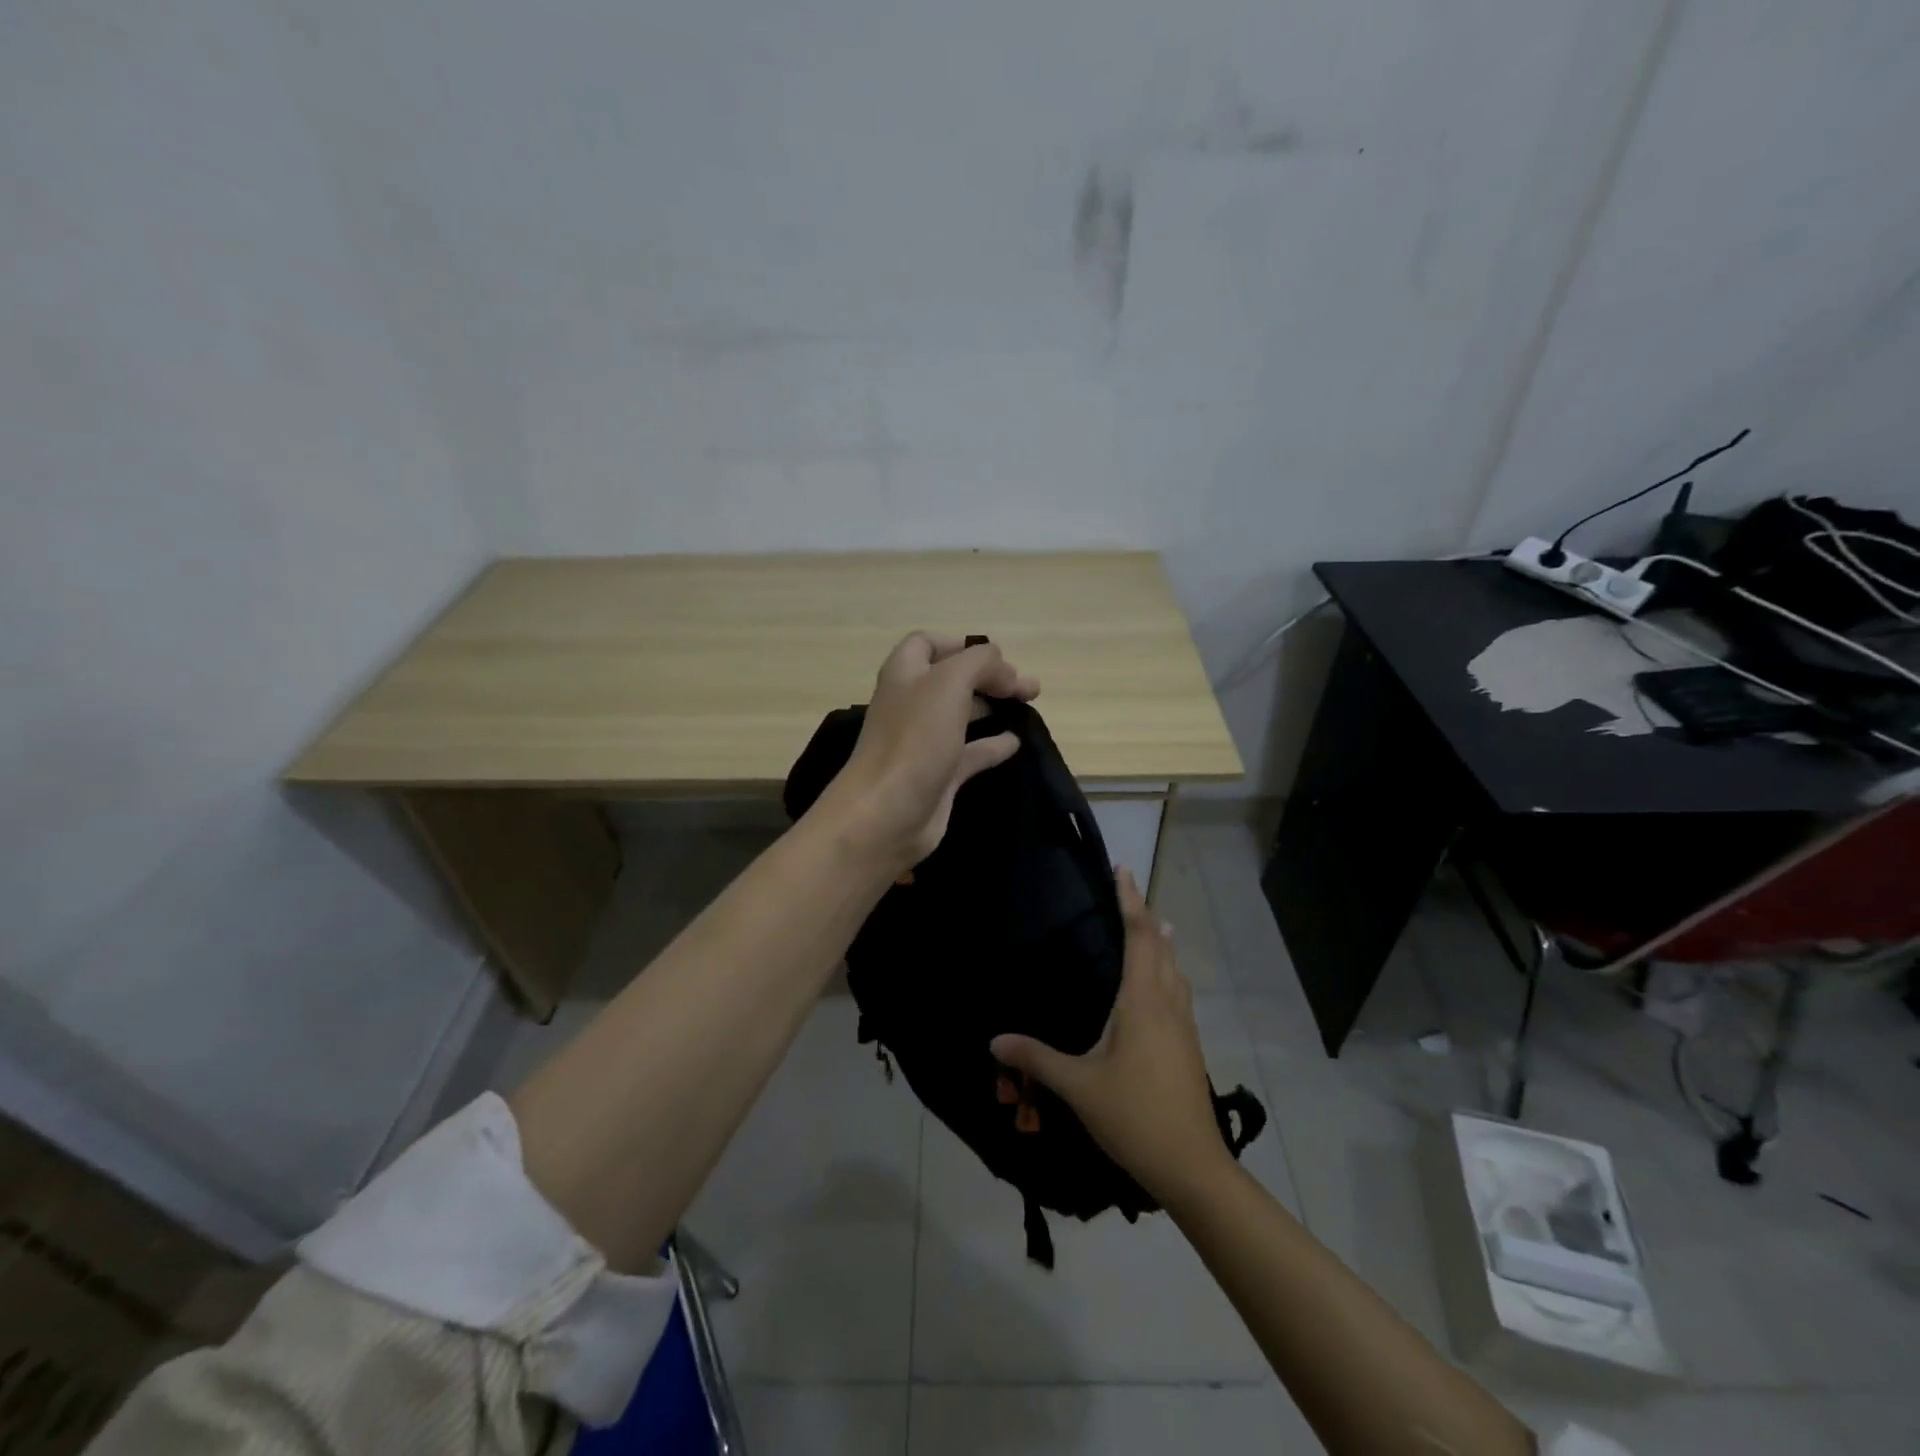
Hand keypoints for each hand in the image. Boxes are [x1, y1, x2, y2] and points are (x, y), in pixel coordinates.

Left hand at [817, 632, 1039, 870]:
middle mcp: (911, 704)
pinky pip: (970, 753)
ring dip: (993, 706)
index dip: (959, 644)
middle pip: (951, 679)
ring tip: (1029, 705)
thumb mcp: (948, 683)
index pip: (926, 644)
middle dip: (989, 676)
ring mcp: (924, 742)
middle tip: (1029, 686)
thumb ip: (979, 663)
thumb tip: (1004, 669)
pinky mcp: (938, 775)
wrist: (886, 813)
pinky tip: (1016, 742)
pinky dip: (993, 745)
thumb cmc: (914, 739)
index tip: (997, 656)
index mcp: (904, 675)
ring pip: (962, 714)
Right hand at [991, 869, 1229, 1203]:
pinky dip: (1168, 972)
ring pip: (1176, 971)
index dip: (1131, 901)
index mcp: (1143, 1002)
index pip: (1140, 937)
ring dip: (1163, 945)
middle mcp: (1168, 1004)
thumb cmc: (1134, 1116)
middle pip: (1162, 948)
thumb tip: (994, 1039)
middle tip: (1130, 893)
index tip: (1124, 871)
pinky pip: (1179, 992)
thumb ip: (1036, 1058)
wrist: (1192, 1167)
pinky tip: (1158, 988)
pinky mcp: (1189, 1046)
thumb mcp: (1078, 1086)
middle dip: (1147, 916)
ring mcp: (1184, 1026)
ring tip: (1154, 927)